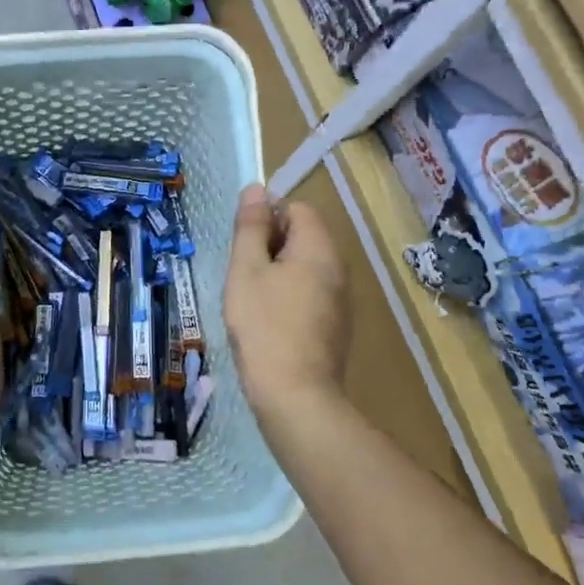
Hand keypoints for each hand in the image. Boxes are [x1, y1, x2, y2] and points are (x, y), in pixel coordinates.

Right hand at [224, 185, 350, 430]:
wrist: (295, 395)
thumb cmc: (264, 326)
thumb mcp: (246, 270)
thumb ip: (251, 228)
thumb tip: (256, 189)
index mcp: (319, 249)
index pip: (297, 208)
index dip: (267, 216)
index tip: (243, 244)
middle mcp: (338, 269)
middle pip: (303, 237)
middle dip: (270, 246)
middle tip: (242, 272)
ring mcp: (341, 301)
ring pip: (305, 268)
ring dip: (276, 273)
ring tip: (250, 298)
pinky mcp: (335, 327)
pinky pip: (310, 294)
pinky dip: (287, 296)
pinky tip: (267, 322)